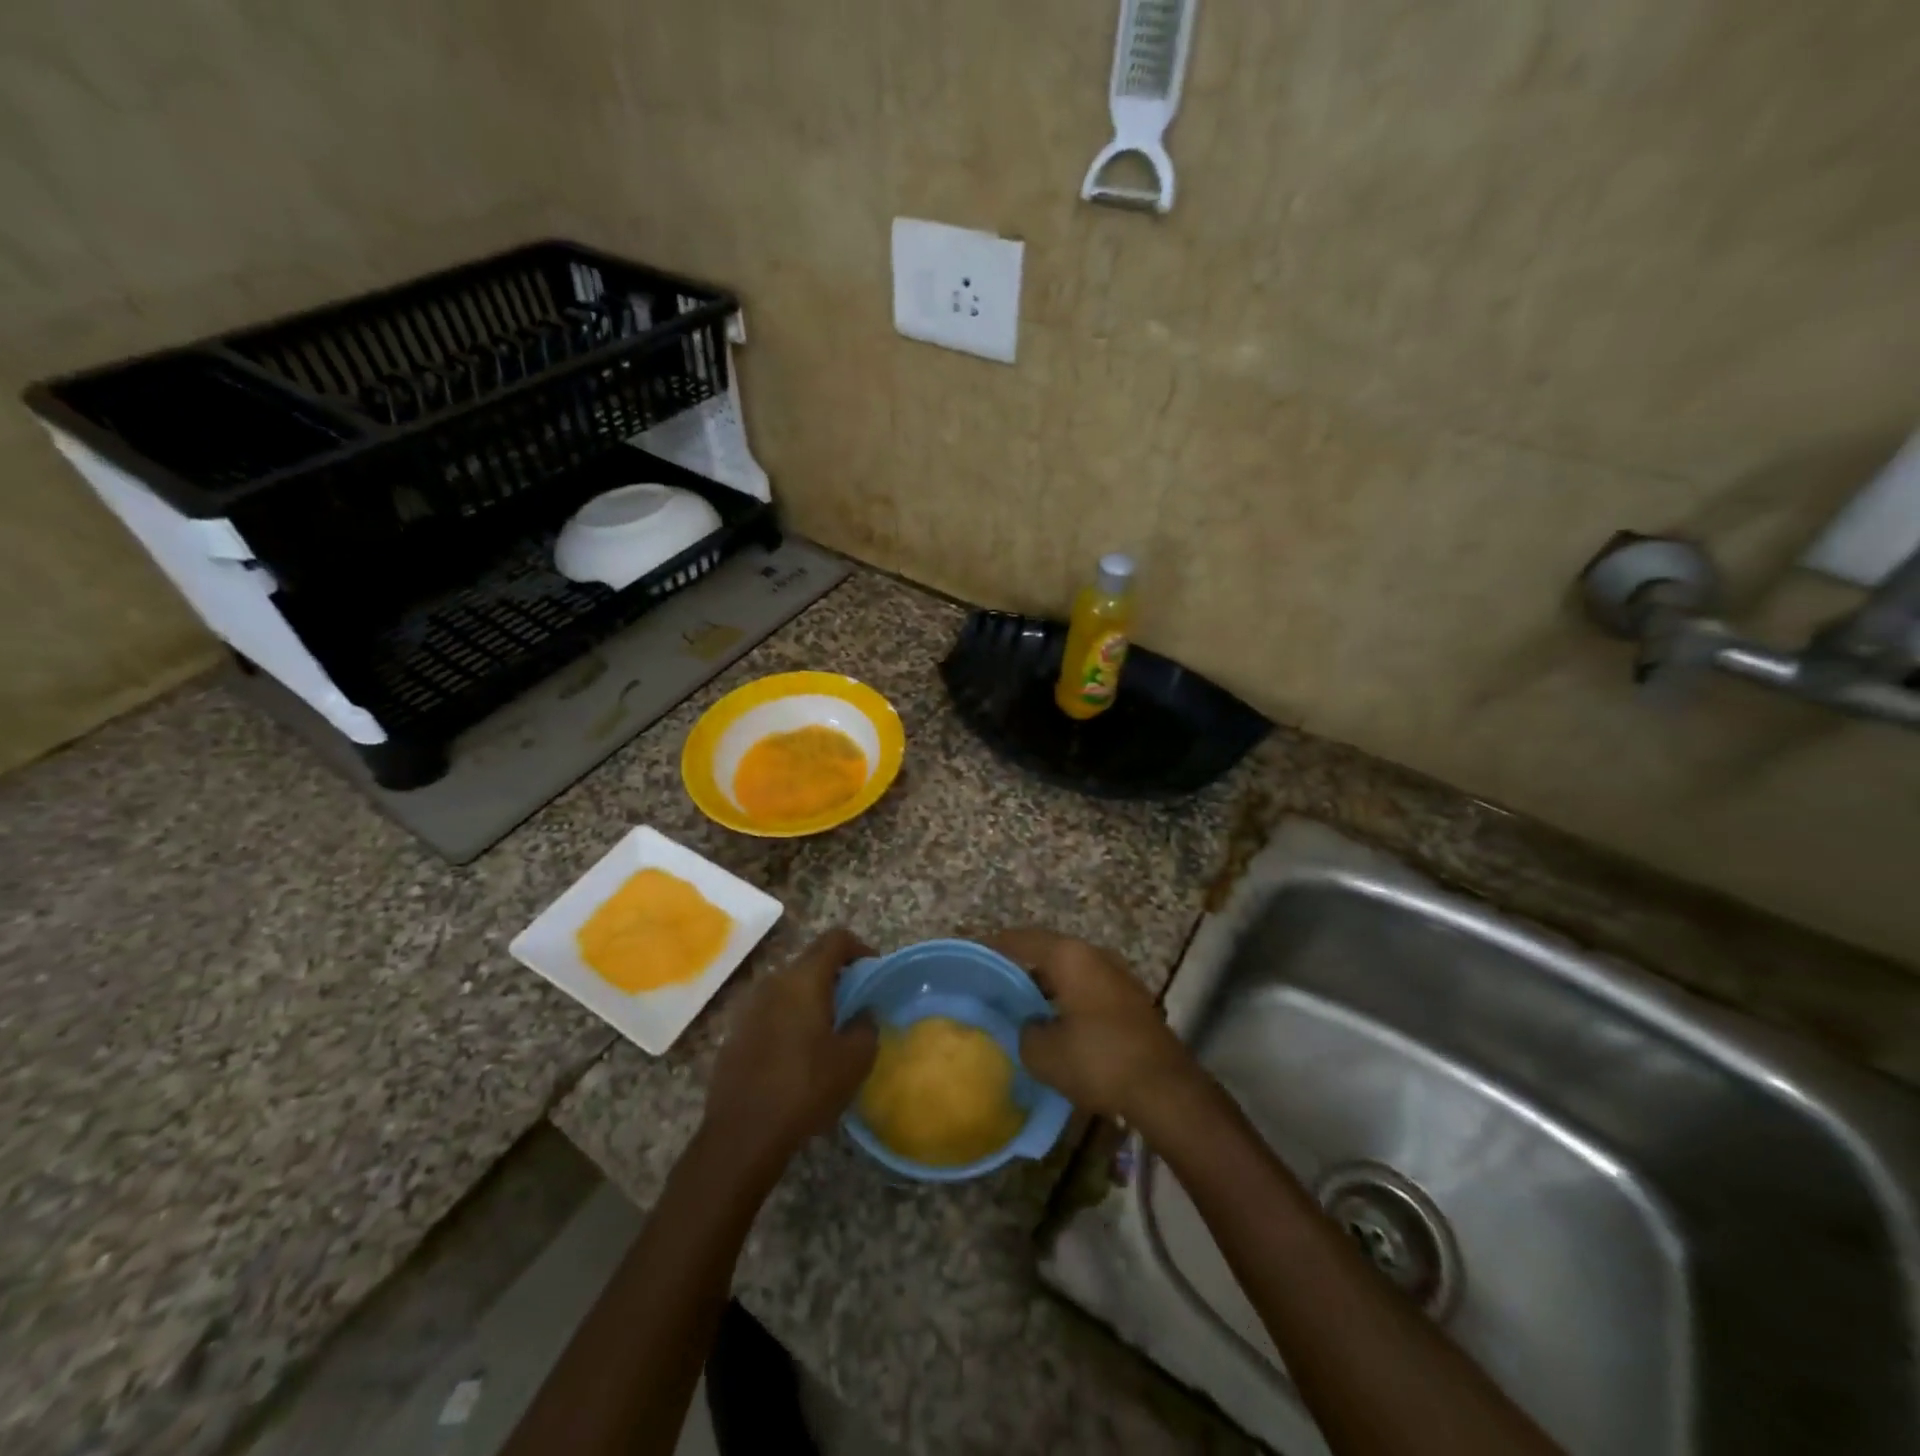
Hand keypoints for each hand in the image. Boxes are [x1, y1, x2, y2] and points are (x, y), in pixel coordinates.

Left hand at [701, 928, 878, 1177]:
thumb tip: (862, 1014)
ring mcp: (749, 1007)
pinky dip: (789, 1019)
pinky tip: (797, 1055)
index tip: (873, 972)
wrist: (741, 1135)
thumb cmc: (805, 1088)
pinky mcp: (735, 1033)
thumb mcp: (854, 1060)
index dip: (859, 948)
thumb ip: (866, 1026)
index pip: (835, 939)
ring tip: (828, 1031)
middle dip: (836, 976)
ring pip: (789, 988)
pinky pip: (770, 1012)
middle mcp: (773, 982)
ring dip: (811, 999)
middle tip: (855, 1004)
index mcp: (804, 980)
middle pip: (811, 961)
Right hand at [989, 928, 1197, 1121]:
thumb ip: (1025, 1032)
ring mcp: (1117, 976)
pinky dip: (1067, 999)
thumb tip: (1029, 1026)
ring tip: (1020, 1006)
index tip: (973, 956)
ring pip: (1070, 971)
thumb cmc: (1098, 1060)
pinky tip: (1055, 1023)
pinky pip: (1087, 988)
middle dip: (1020, 967)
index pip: (1022, 939)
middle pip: (1048, 952)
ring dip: (1046, 985)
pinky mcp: (1131, 999)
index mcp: (1070, 956)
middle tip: (993, 984)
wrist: (1165, 1089)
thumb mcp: (1043, 1053)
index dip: (994, 946)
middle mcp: (1095, 955)